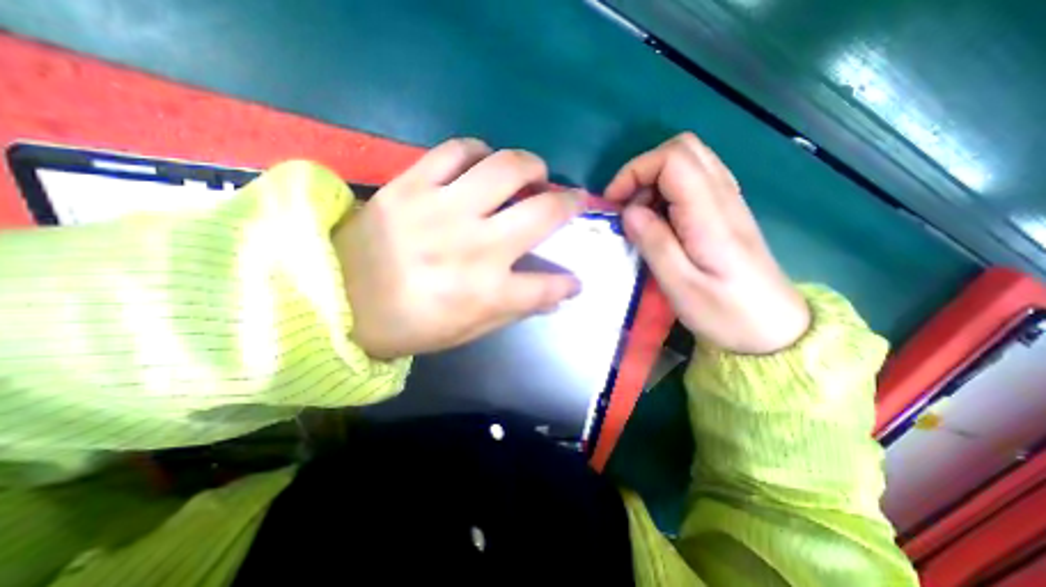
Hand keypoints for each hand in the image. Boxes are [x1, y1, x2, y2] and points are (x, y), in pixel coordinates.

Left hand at [335, 138, 585, 356]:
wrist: (336, 300)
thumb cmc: (408, 324)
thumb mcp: (467, 331)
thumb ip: (513, 311)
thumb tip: (553, 297)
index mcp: (487, 292)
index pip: (548, 286)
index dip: (568, 283)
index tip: (575, 280)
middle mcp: (475, 247)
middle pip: (543, 212)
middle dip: (569, 203)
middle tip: (571, 199)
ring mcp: (443, 210)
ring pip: (506, 168)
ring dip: (531, 166)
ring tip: (533, 173)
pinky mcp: (412, 185)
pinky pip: (456, 150)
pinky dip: (479, 151)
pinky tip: (483, 162)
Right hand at [605, 132, 806, 353]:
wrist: (773, 329)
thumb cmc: (724, 313)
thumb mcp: (681, 286)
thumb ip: (654, 243)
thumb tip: (629, 211)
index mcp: (711, 215)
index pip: (673, 159)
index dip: (636, 171)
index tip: (614, 202)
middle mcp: (724, 197)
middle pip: (683, 149)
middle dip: (643, 171)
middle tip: (626, 206)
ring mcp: (729, 201)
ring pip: (689, 161)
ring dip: (654, 181)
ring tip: (639, 217)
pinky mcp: (726, 211)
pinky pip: (695, 180)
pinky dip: (667, 191)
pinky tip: (660, 220)